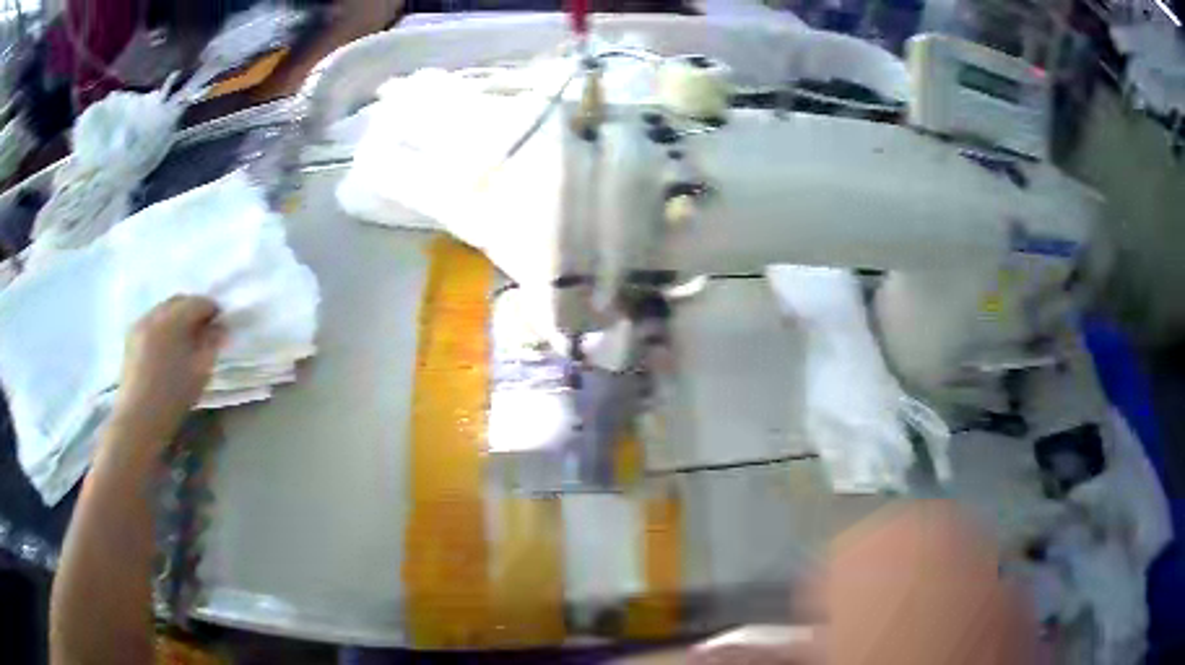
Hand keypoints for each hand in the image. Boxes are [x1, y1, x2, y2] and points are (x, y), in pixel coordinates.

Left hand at [113, 296, 224, 442]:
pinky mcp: (131, 335)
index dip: (213, 311)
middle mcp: (156, 313)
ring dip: (177, 317)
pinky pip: (152, 320)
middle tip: (204, 331)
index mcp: (174, 319)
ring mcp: (141, 323)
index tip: (220, 326)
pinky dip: (163, 326)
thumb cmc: (172, 397)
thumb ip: (211, 345)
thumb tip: (219, 327)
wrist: (138, 418)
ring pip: (164, 309)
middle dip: (193, 310)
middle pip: (180, 300)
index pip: (199, 302)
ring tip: (184, 339)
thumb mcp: (200, 373)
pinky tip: (166, 346)